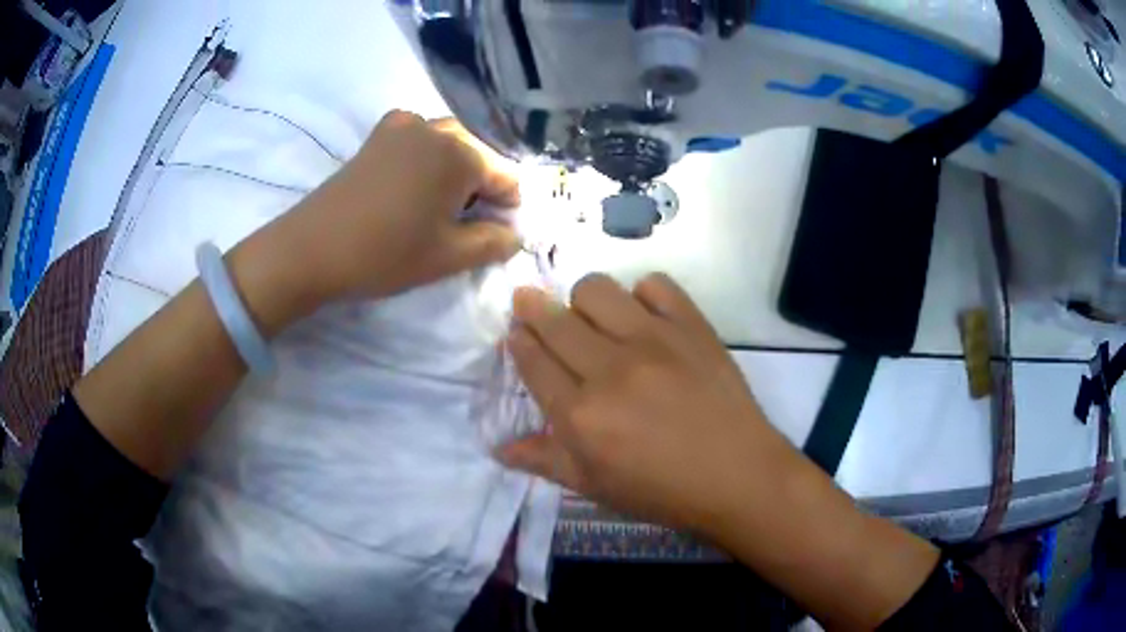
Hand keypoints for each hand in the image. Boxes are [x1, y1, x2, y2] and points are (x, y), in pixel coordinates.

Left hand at [298, 111, 521, 299]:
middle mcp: (437, 128)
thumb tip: (515, 234)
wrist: (312, 248)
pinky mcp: (378, 134)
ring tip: (438, 205)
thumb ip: (493, 242)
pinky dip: (425, 155)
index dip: (507, 206)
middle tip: (465, 222)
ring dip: (454, 170)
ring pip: (449, 143)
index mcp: (461, 154)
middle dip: (481, 185)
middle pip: (478, 154)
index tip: (495, 232)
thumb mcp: (448, 257)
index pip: (506, 175)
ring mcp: (404, 126)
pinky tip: (412, 181)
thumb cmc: (385, 253)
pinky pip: (418, 137)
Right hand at [498, 273, 800, 534]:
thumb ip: (544, 460)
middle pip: (554, 319)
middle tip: (531, 304)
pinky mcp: (692, 326)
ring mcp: (654, 341)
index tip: (517, 331)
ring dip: (583, 298)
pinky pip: (655, 284)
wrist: (738, 476)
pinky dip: (642, 293)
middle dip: (532, 307)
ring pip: (596, 289)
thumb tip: (496, 448)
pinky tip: (645, 316)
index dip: (519, 340)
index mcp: (580, 415)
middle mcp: (609, 370)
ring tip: (592, 316)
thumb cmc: (662, 491)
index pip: (533, 360)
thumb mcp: (594, 487)